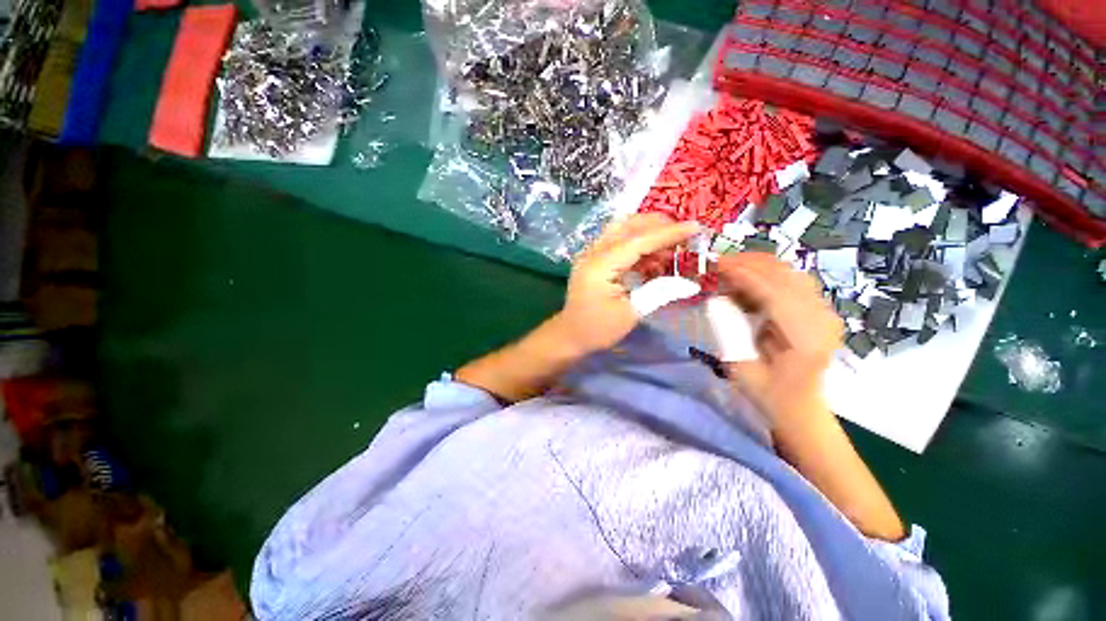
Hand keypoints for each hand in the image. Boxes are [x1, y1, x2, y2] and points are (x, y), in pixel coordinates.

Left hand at [555, 214, 700, 353]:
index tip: (696, 227)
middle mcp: (593, 252)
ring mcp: (591, 254)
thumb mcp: (631, 314)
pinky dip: (639, 244)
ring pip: (623, 229)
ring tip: (673, 246)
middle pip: (628, 226)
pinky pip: (619, 242)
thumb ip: (659, 292)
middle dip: (659, 225)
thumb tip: (689, 282)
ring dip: (649, 232)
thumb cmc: (597, 329)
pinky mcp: (594, 259)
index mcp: (600, 265)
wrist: (570, 335)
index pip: (638, 240)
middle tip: (685, 234)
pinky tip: (654, 257)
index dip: (668, 233)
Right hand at [715, 252, 842, 429]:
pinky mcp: (819, 309)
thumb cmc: (767, 393)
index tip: (717, 266)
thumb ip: (729, 331)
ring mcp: (825, 313)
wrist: (799, 405)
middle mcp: (823, 321)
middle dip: (749, 264)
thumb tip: (716, 299)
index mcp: (807, 341)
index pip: (777, 295)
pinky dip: (766, 274)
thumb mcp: (740, 367)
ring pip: (791, 274)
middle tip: (716, 263)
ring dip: (757, 266)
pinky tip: (746, 279)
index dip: (745, 276)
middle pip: (787, 277)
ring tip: (728, 268)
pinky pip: (791, 281)